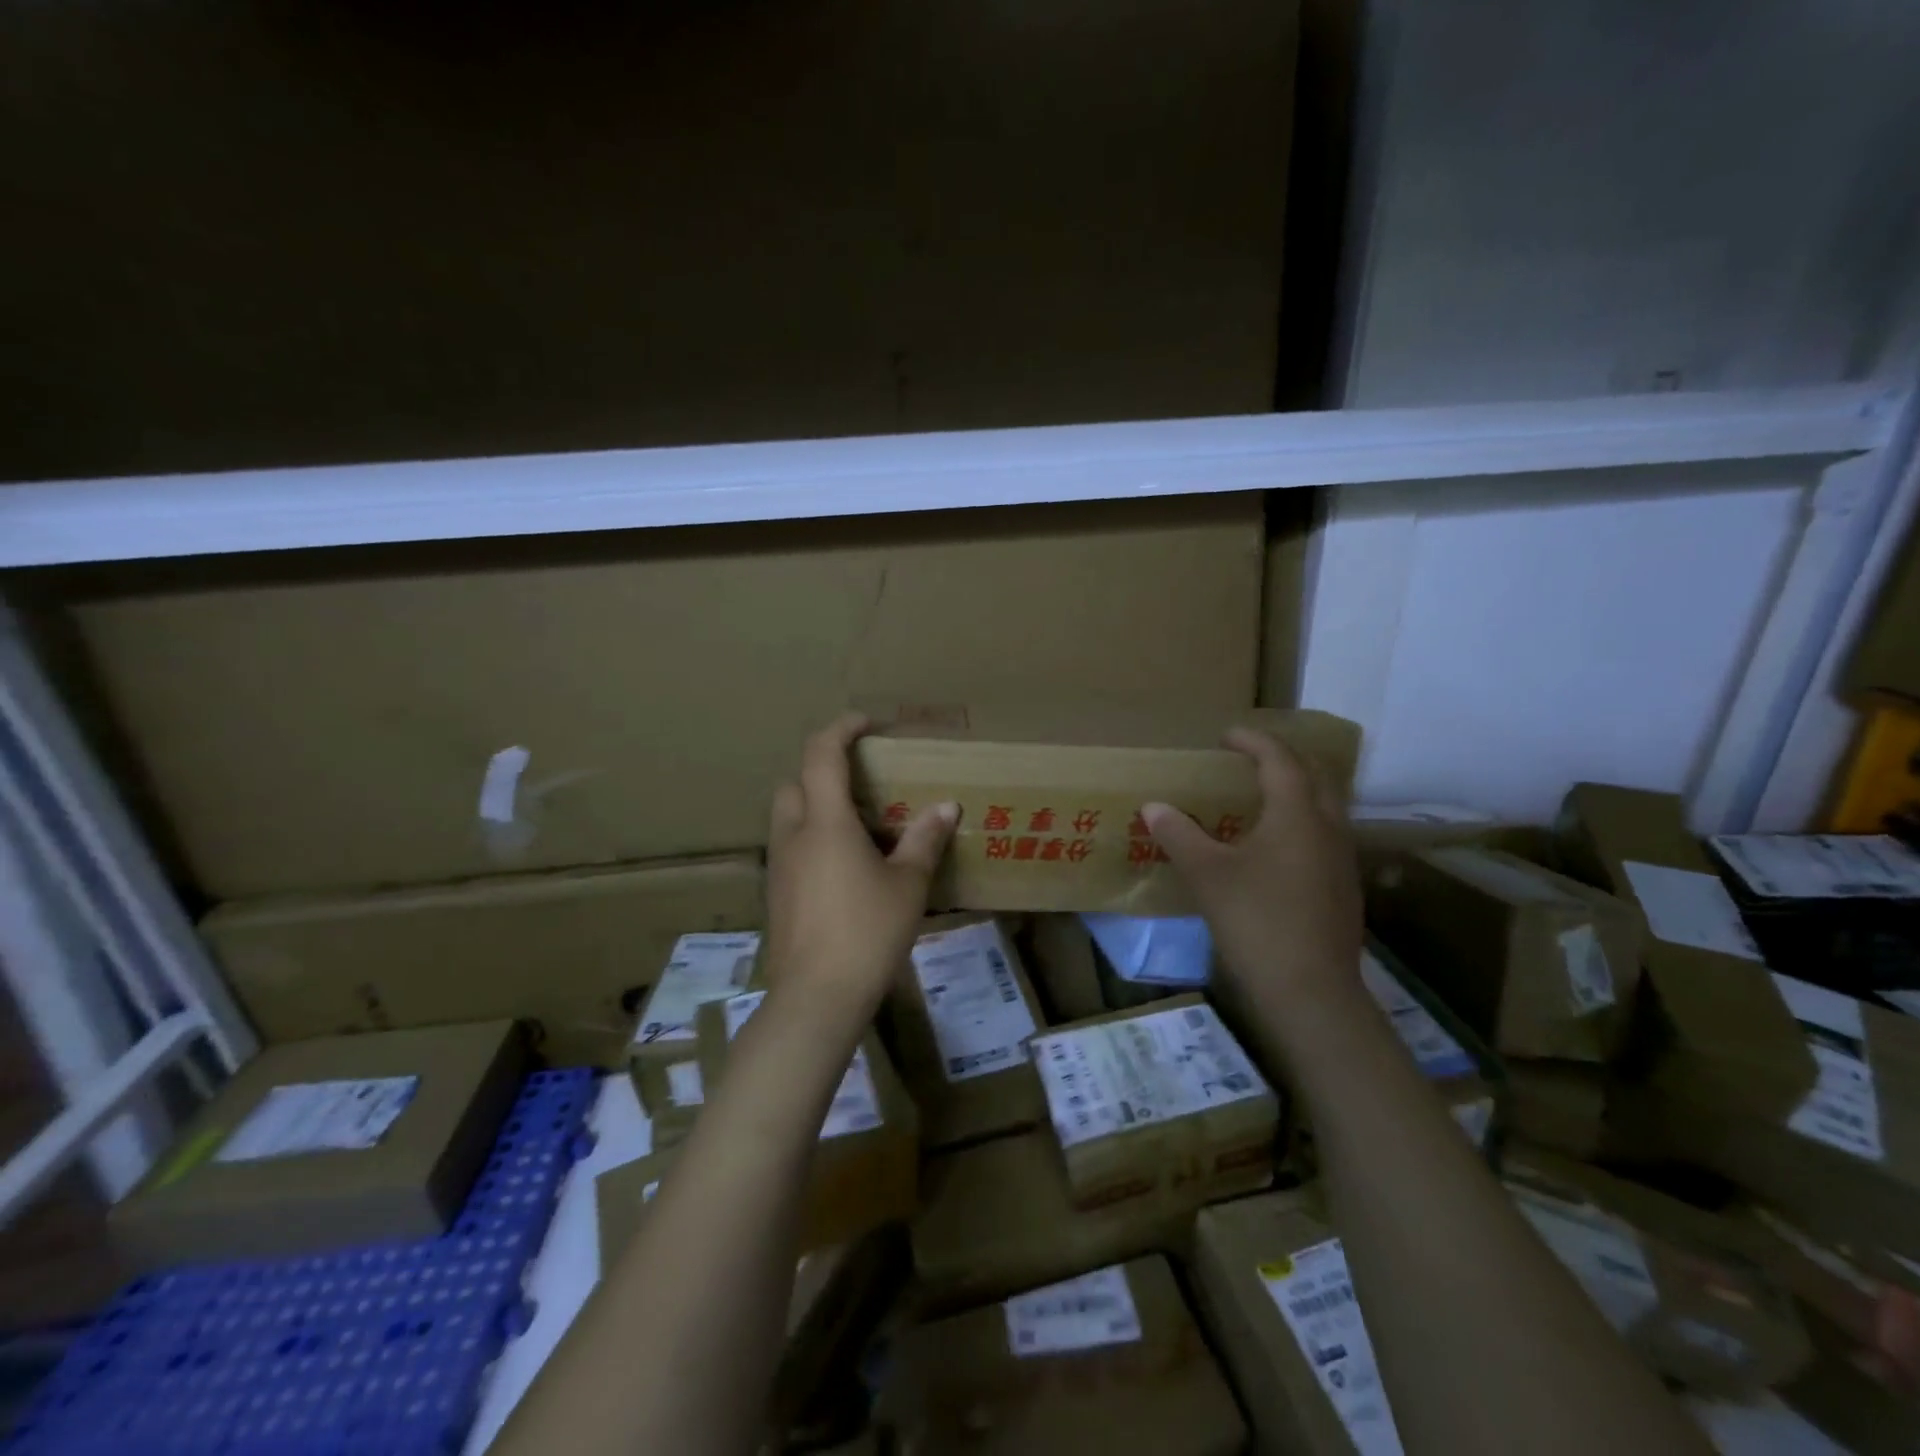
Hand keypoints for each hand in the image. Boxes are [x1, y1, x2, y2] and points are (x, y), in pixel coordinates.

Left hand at [764, 713, 957, 1019]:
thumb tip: (947, 807)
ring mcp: (779, 866)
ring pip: (789, 816)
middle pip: (795, 782)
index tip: (866, 723)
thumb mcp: (907, 885)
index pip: (821, 754)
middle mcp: (793, 835)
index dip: (841, 728)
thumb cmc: (867, 932)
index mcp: (825, 821)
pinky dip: (812, 839)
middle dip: (823, 770)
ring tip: (858, 827)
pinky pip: (790, 848)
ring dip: (816, 806)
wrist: (816, 998)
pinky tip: (844, 868)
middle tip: (863, 784)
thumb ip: (924, 840)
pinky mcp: (776, 894)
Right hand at [1143, 728, 1361, 1004]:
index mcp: (1297, 815)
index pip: (1281, 760)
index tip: (1226, 736)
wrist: (1311, 992)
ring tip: (1257, 799)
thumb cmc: (1256, 921)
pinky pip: (1323, 836)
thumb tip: (1153, 806)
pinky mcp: (1342, 888)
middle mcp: (1328, 828)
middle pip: (1315, 776)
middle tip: (1247, 761)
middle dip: (1282, 760)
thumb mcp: (1207, 875)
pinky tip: (1273, 848)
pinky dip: (1299, 823)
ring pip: (1324, 807)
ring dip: (1295, 792)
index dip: (1254, 741)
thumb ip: (1179, 835)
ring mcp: (1341, 860)